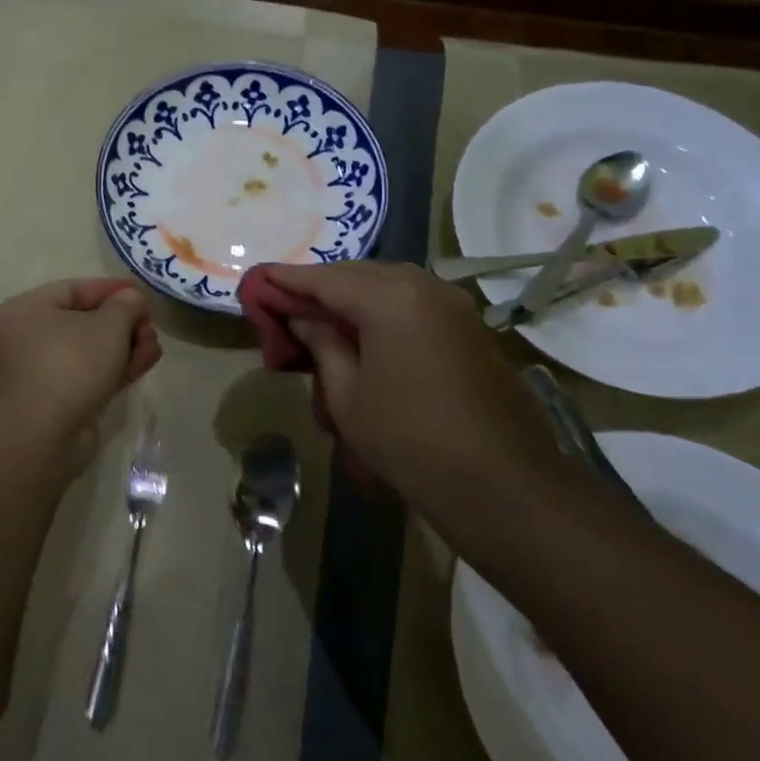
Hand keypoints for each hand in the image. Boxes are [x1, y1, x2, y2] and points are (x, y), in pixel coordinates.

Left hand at [0, 279, 161, 463]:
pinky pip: (90, 375)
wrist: (41, 437)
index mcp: (28, 310)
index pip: (75, 290)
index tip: (143, 293)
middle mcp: (29, 338)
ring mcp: (43, 373)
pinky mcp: (58, 402)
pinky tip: (146, 361)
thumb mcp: (107, 326)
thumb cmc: (69, 365)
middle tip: (151, 324)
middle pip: (84, 322)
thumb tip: (132, 298)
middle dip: (123, 323)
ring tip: (155, 344)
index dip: (112, 290)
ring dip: (125, 346)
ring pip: (90, 351)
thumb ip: (125, 306)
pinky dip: (117, 367)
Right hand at [258, 262, 574, 547]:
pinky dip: (382, 313)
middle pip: (357, 275)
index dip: (287, 280)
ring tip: (323, 326)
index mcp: (390, 296)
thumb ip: (321, 344)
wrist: (501, 484)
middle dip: (320, 289)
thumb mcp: (347, 394)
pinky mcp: (468, 328)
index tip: (257, 280)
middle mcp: (424, 287)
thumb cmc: (409, 439)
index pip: (325, 278)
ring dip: (352, 300)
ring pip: (387, 288)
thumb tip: (303, 318)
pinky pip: (413, 305)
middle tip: (286, 308)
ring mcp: (453, 305)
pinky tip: (365, 339)